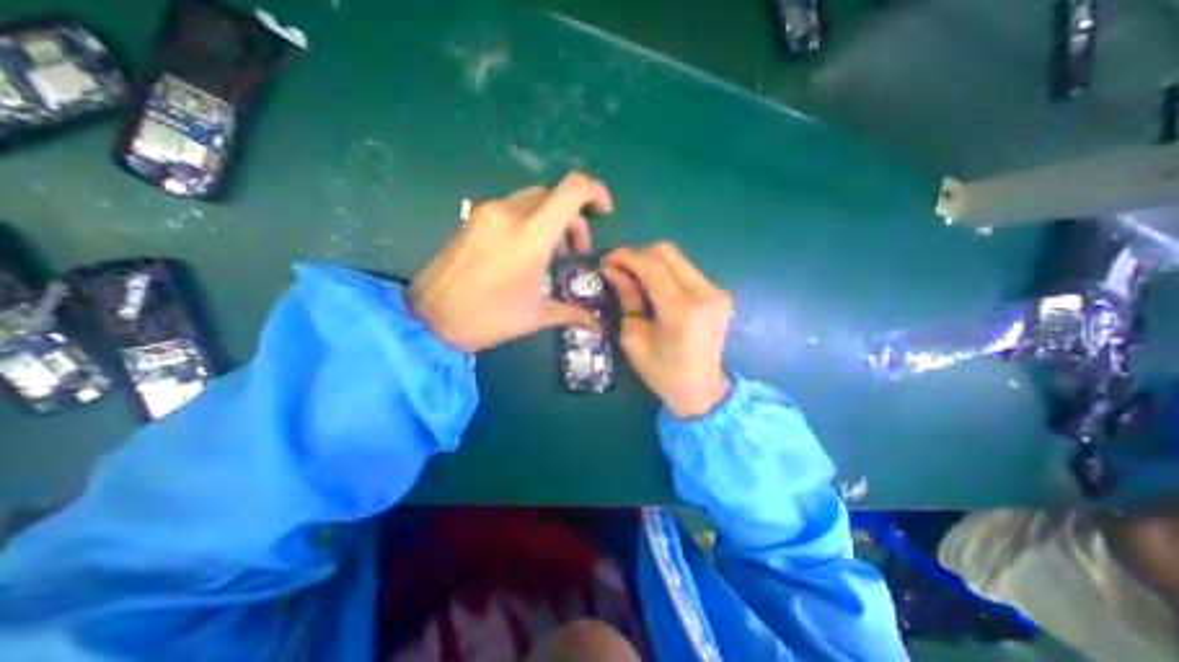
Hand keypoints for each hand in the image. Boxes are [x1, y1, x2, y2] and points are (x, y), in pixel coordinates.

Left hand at [411, 174, 613, 352]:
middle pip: (555, 195)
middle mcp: (510, 213)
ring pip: (534, 199)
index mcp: (530, 236)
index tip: (604, 212)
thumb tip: (599, 325)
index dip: (596, 191)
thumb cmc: (487, 319)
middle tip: (575, 250)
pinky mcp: (474, 218)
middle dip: (574, 218)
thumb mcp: (535, 316)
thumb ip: (573, 313)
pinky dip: (531, 221)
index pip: (572, 190)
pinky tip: (526, 249)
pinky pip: (512, 207)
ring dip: (552, 219)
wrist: (428, 319)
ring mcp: (488, 212)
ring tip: (552, 253)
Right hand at [601, 242, 733, 418]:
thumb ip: (627, 298)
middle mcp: (704, 293)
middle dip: (636, 255)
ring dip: (650, 261)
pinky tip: (652, 285)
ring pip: (677, 257)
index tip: (604, 262)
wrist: (702, 390)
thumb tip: (613, 271)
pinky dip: (664, 270)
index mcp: (682, 310)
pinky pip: (685, 269)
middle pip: (666, 251)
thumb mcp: (634, 338)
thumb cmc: (663, 372)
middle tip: (617, 269)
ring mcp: (716, 291)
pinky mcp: (718, 293)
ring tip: (631, 276)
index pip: (651, 264)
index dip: (624, 257)